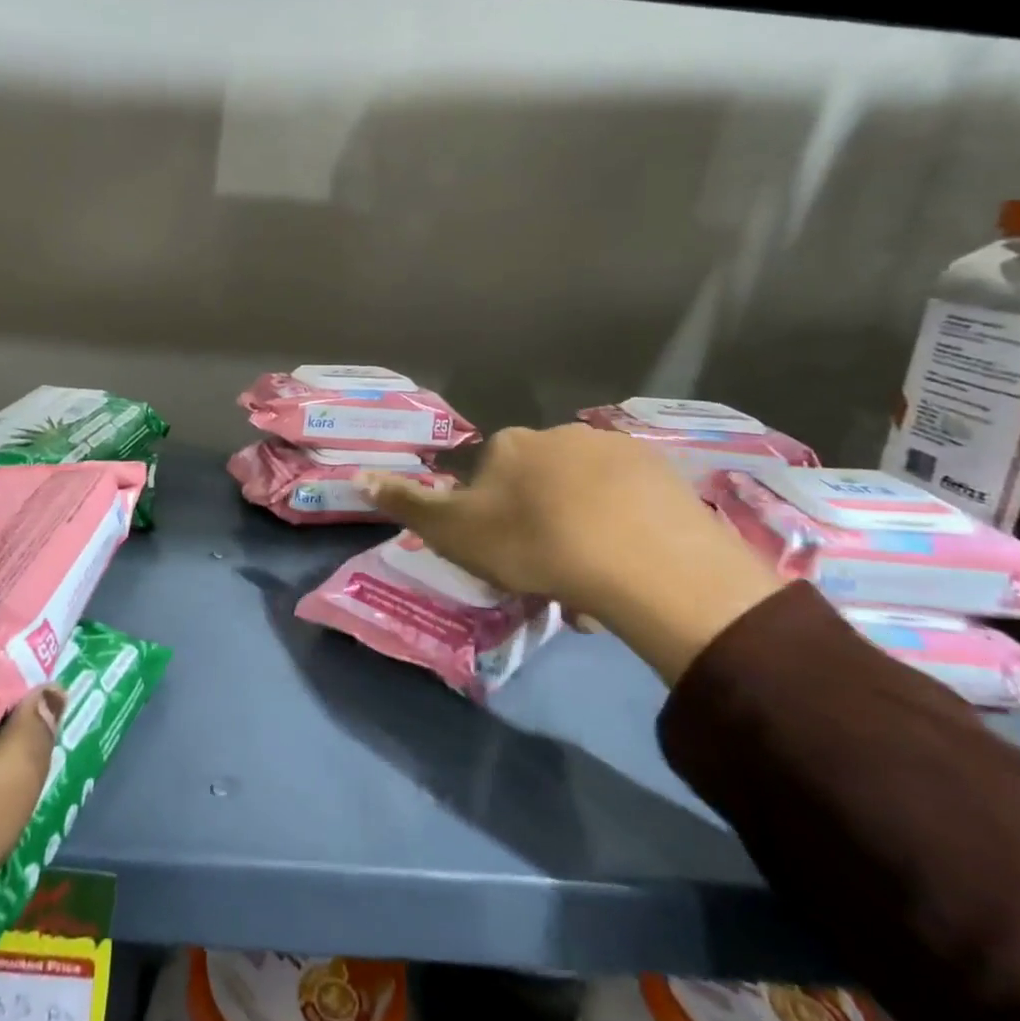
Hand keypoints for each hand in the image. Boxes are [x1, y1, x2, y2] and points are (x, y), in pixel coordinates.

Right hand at [364, 424, 782, 681]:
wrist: (638, 560)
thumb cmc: (531, 544)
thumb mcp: (453, 531)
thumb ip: (406, 503)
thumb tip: (357, 474)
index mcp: (509, 444)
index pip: (491, 475)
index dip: (494, 518)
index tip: (506, 557)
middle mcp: (560, 434)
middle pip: (541, 482)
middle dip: (541, 523)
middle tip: (551, 576)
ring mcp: (616, 450)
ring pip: (587, 495)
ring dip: (583, 529)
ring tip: (592, 585)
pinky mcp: (662, 473)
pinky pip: (630, 503)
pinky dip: (624, 530)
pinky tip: (629, 569)